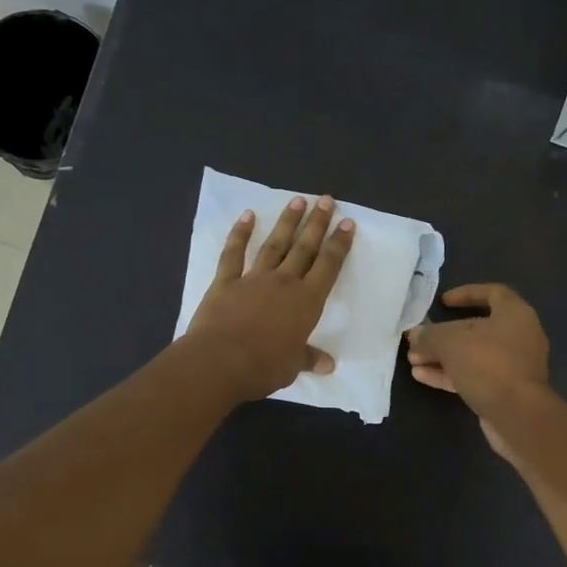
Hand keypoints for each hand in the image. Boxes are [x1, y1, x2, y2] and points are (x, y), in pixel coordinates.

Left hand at [184, 194, 355, 400]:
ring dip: (286, 222)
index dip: (339, 244)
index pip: (328, 267)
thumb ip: (308, 359)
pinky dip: (240, 234)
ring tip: (297, 200)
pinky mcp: (225, 282)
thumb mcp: (292, 366)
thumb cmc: (263, 367)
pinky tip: (247, 216)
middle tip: (326, 199)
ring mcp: (253, 279)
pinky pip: (234, 254)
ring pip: (274, 244)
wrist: (219, 362)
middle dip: (317, 223)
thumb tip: (328, 365)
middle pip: (304, 248)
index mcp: (306, 302)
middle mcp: (284, 283)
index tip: (347, 223)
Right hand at [405, 284, 549, 458]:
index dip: (467, 293)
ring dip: (442, 357)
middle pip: (477, 328)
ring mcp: (513, 366)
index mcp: (515, 314)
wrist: (518, 415)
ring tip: (413, 360)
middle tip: (419, 339)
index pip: (492, 293)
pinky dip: (450, 374)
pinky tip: (422, 376)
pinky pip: (474, 376)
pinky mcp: (505, 391)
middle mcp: (519, 337)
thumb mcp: (451, 342)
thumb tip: (415, 335)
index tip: (442, 302)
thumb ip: (430, 335)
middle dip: (444, 334)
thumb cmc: (488, 364)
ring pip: (472, 355)